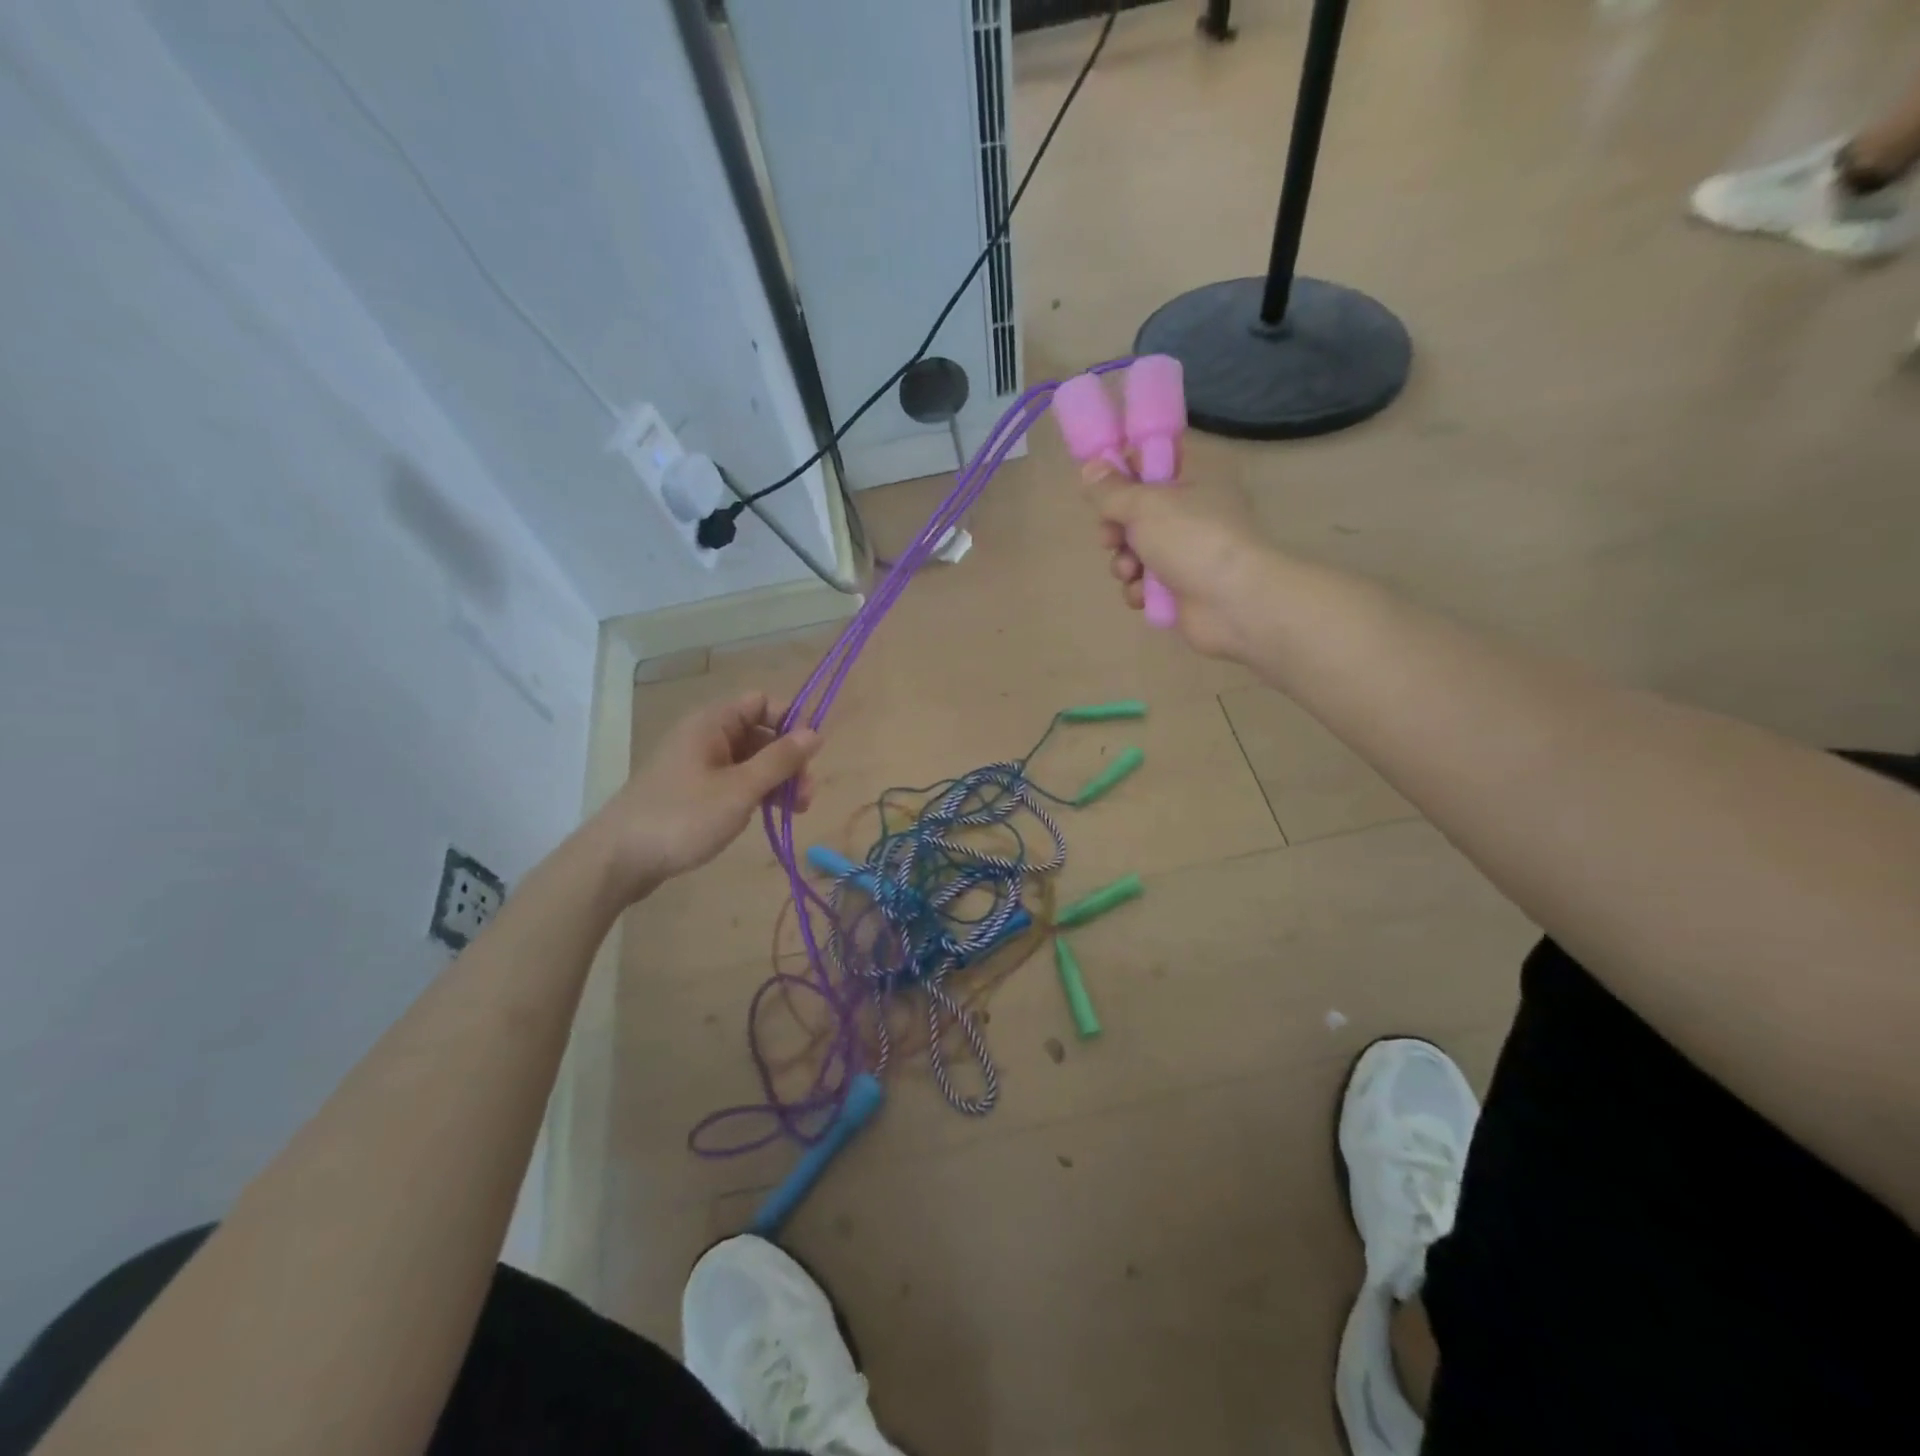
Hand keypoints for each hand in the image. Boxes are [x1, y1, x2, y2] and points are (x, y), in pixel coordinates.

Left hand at [598, 692, 821, 893]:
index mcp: (712, 724)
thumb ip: (780, 760)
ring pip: (749, 760)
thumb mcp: (740, 789)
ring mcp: (697, 765)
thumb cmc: (682, 817)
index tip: (810, 754)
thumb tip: (816, 733)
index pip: (761, 702)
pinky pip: (734, 781)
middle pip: (759, 733)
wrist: (618, 859)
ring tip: (796, 811)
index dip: (790, 722)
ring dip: (776, 780)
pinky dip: (755, 793)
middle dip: (787, 759)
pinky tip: (769, 815)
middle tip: (806, 795)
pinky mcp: (692, 792)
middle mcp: (704, 737)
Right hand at [1089, 475, 1276, 660]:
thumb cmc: (1191, 539)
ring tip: (1131, 571)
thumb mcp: (1144, 504)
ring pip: (1135, 549)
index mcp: (1193, 476)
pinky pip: (1144, 582)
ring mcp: (1185, 550)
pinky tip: (1143, 595)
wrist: (1233, 602)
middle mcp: (1190, 510)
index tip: (1099, 485)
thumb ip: (1110, 489)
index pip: (1150, 459)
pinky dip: (1139, 589)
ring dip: (1124, 562)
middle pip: (1135, 510)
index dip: (1122, 471)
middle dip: (1115, 528)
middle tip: (1110, 538)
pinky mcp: (1179, 586)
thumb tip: (1089, 467)